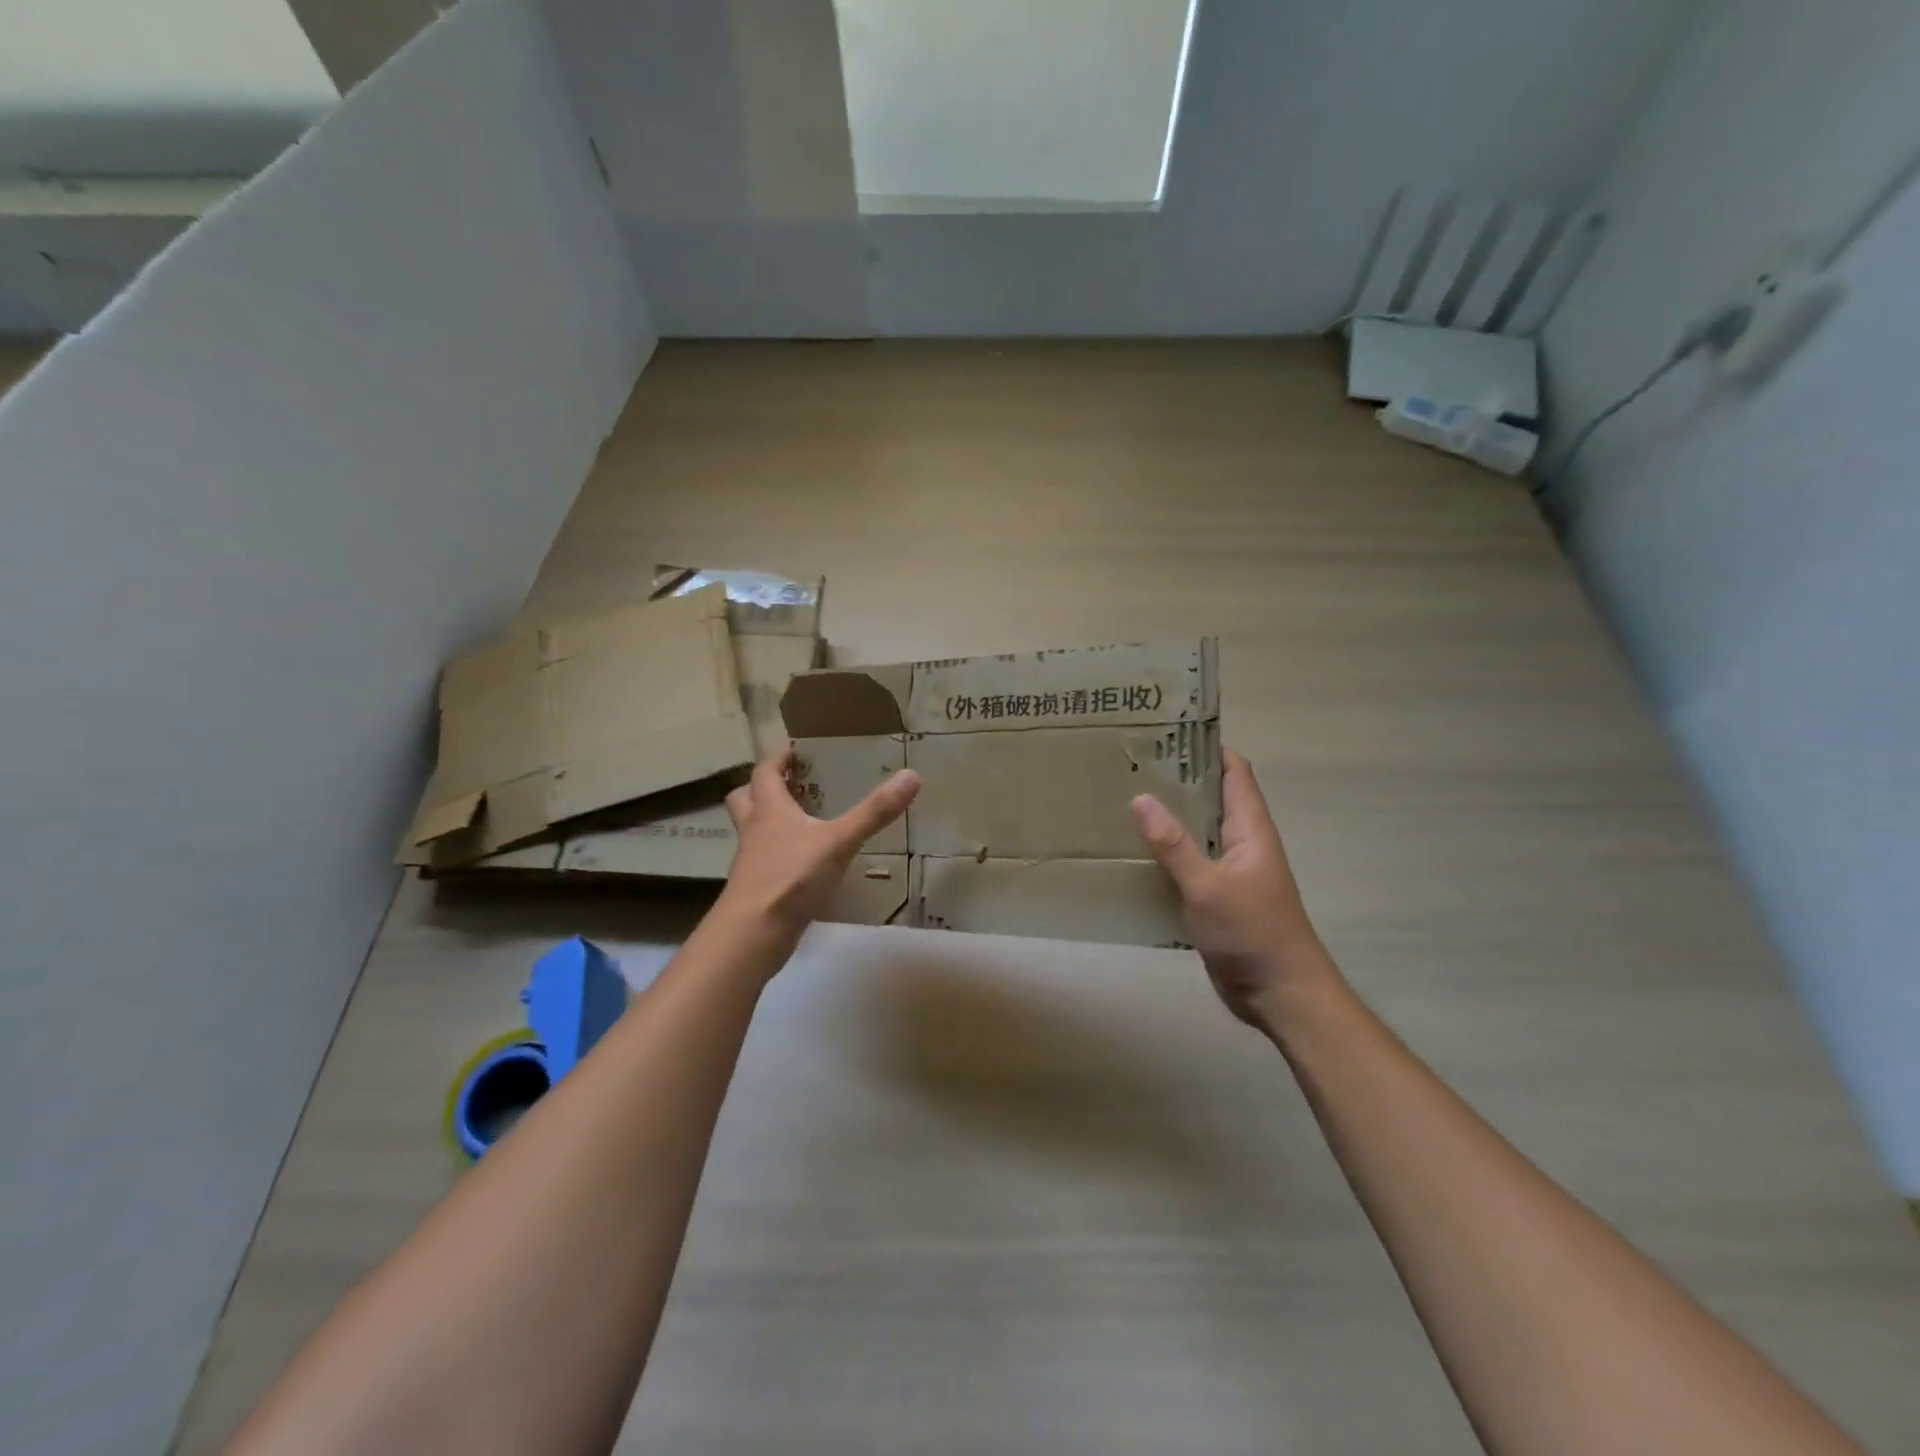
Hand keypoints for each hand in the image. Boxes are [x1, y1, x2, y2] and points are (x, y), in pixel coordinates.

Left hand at [719, 748, 919, 940]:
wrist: (754, 933)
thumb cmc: (792, 877)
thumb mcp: (839, 841)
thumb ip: (874, 812)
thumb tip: (912, 775)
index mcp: (769, 809)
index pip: (764, 772)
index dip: (778, 759)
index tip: (795, 752)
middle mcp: (754, 830)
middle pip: (744, 798)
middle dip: (763, 788)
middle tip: (791, 785)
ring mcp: (751, 862)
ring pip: (752, 832)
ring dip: (769, 822)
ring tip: (801, 823)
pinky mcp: (756, 889)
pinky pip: (764, 862)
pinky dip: (779, 856)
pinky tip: (804, 865)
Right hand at [1131, 749, 1336, 1026]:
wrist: (1281, 995)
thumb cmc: (1253, 933)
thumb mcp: (1208, 886)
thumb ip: (1174, 844)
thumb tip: (1141, 797)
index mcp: (1251, 830)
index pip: (1234, 772)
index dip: (1206, 748)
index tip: (1166, 732)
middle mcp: (1242, 843)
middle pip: (1211, 798)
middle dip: (1176, 781)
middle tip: (1130, 766)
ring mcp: (1229, 872)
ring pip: (1196, 832)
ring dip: (1167, 819)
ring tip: (1122, 802)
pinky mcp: (1216, 898)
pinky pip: (1188, 864)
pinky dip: (1164, 854)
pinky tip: (1132, 855)